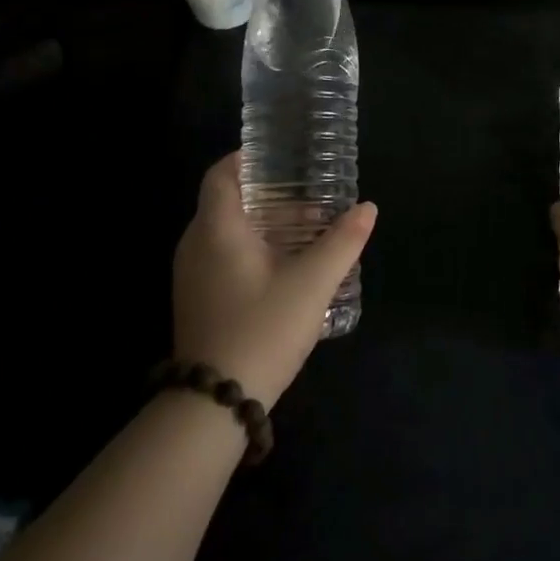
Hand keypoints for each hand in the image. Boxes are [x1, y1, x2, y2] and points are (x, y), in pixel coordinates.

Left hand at [172, 152, 377, 406]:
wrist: (215, 403)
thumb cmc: (262, 329)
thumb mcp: (312, 283)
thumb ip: (343, 242)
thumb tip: (368, 209)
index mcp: (217, 228)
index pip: (221, 173)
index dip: (247, 158)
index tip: (280, 157)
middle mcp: (196, 244)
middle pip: (228, 202)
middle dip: (269, 195)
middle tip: (310, 196)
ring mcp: (191, 275)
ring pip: (227, 232)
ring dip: (264, 226)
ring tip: (308, 232)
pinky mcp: (197, 299)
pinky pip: (222, 257)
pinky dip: (252, 249)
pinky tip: (286, 268)